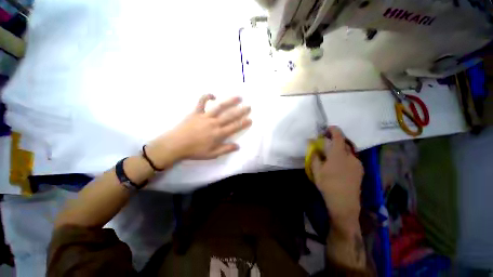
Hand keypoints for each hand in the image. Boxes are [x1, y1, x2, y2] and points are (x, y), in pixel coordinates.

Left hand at [146, 94, 251, 166]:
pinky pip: (201, 102)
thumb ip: (225, 149)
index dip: (243, 123)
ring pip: (220, 107)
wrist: (175, 145)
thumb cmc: (194, 151)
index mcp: (218, 134)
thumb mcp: (212, 154)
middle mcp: (214, 123)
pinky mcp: (196, 112)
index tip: (250, 119)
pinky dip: (206, 97)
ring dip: (230, 102)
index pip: (234, 127)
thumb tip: (238, 146)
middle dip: (241, 111)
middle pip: (230, 116)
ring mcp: (205, 116)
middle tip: (249, 106)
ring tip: (238, 97)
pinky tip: (213, 95)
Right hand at [311, 127, 362, 231]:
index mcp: (339, 155)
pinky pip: (352, 158)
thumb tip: (312, 146)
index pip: (339, 137)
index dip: (334, 130)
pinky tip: (339, 165)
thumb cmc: (328, 185)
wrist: (344, 203)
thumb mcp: (316, 170)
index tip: (328, 127)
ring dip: (340, 149)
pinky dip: (345, 156)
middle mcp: (351, 157)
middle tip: (327, 143)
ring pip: (348, 151)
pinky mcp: (360, 170)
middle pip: (344, 143)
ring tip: (332, 156)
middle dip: (336, 140)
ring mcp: (358, 164)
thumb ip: (315, 156)